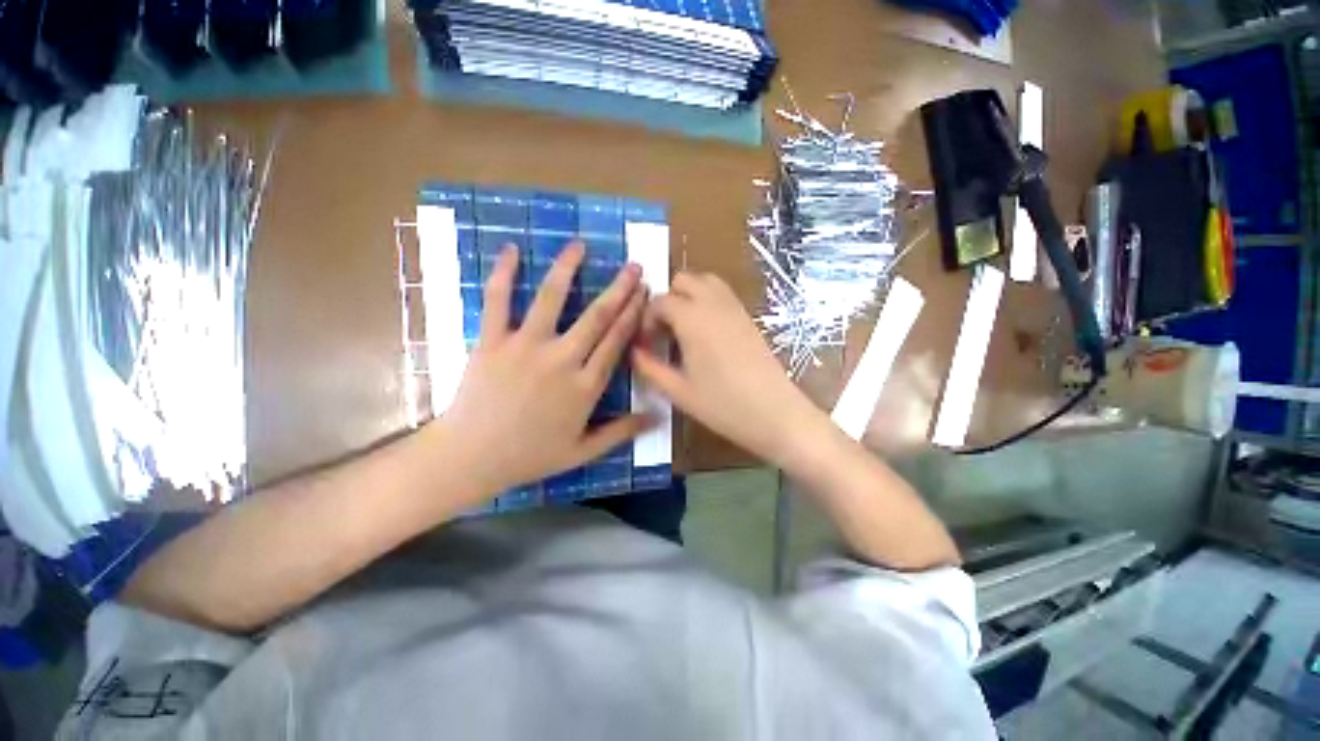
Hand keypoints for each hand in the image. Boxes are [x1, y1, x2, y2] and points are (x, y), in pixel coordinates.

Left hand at [437, 242, 651, 497]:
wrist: (472, 457)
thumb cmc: (531, 455)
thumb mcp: (583, 451)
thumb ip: (622, 432)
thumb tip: (657, 417)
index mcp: (585, 386)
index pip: (617, 341)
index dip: (633, 314)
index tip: (645, 293)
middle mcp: (561, 360)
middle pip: (596, 317)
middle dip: (619, 289)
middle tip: (633, 266)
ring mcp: (525, 347)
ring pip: (552, 299)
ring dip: (568, 269)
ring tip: (580, 245)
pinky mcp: (492, 341)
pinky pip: (497, 301)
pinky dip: (504, 274)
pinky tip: (512, 249)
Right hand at [631, 272, 827, 467]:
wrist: (776, 413)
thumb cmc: (723, 405)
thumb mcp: (678, 391)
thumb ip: (649, 368)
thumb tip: (633, 351)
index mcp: (692, 318)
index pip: (659, 301)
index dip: (646, 320)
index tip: (646, 344)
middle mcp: (713, 303)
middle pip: (683, 280)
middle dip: (667, 300)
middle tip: (664, 333)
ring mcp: (735, 307)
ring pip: (705, 281)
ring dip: (688, 296)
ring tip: (683, 329)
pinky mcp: (748, 317)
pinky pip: (722, 294)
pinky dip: (707, 301)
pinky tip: (705, 334)